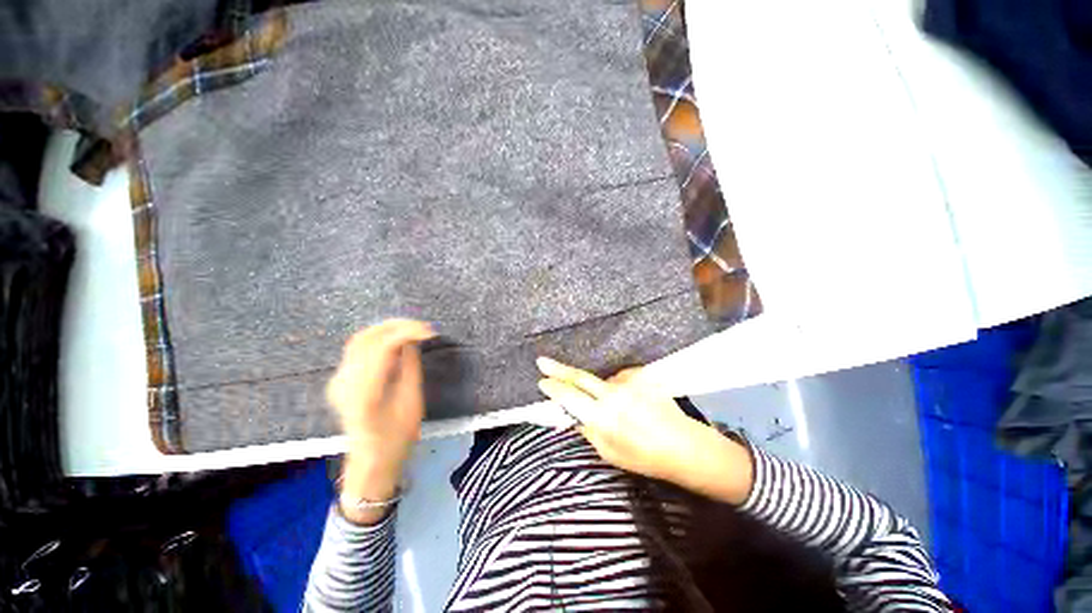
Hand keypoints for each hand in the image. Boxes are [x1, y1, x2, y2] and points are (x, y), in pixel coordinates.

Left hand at [327, 319, 433, 523]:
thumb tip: (412, 340)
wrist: (372, 459)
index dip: (406, 332)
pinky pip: (356, 350)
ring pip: (358, 341)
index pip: (382, 347)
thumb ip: (409, 365)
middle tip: (420, 326)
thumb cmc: (398, 435)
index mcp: (365, 392)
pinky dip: (377, 339)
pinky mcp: (339, 381)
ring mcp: (338, 381)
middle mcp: (345, 383)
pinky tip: (394, 342)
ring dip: (385, 330)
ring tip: (410, 329)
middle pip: (365, 338)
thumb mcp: (412, 400)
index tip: (428, 330)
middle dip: (394, 325)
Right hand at [536, 357, 753, 504]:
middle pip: (580, 377)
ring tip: (624, 410)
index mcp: (603, 417)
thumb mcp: (609, 453)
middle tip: (542, 361)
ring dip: (602, 390)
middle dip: (558, 369)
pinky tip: (635, 402)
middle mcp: (614, 395)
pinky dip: (621, 389)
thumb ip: (588, 429)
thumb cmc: (644, 457)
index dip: (554, 388)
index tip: (542, 381)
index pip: (570, 397)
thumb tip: (573, 413)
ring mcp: (629, 382)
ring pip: (604, 381)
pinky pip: (622, 379)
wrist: (685, 446)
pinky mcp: (642, 375)